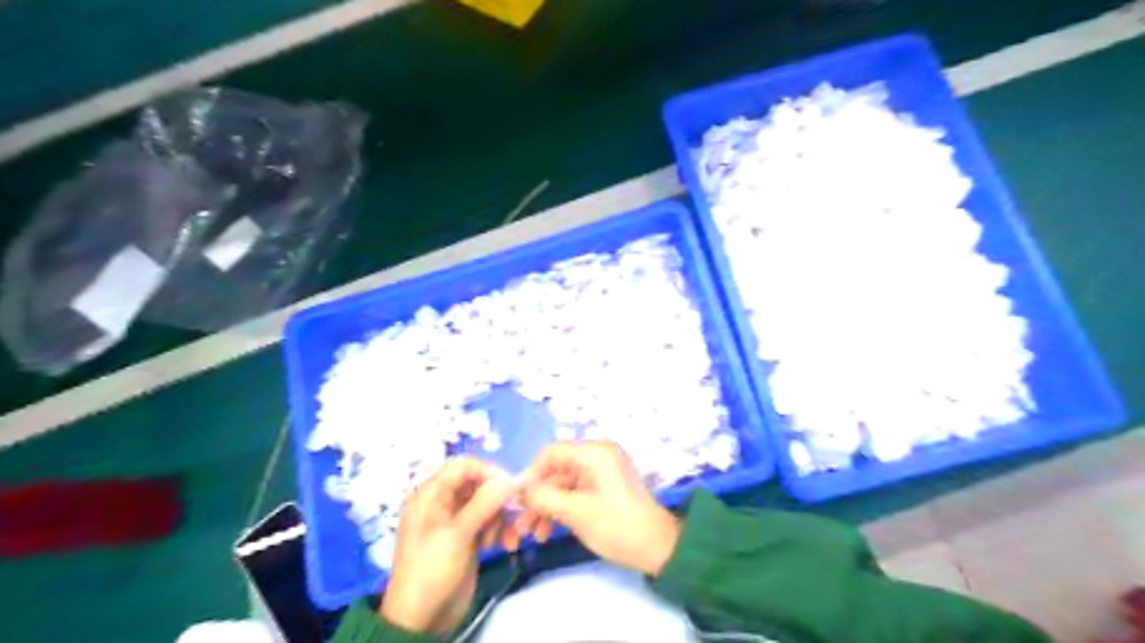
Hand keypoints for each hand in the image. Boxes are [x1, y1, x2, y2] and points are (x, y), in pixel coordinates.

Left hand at [381, 460, 517, 636]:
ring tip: (507, 538)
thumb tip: (509, 479)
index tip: (509, 485)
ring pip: (488, 504)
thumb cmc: (431, 570)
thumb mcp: (456, 535)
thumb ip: (483, 504)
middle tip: (516, 512)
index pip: (462, 467)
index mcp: (431, 495)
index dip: (487, 471)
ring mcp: (457, 521)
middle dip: (498, 498)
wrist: (421, 620)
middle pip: (478, 484)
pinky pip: (489, 522)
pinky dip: (500, 530)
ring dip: (502, 517)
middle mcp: (443, 503)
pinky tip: (504, 545)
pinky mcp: (468, 538)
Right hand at [516, 445, 676, 573]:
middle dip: (537, 497)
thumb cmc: (616, 525)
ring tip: (532, 535)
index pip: (552, 453)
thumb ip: (543, 497)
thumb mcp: (575, 512)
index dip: (530, 474)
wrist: (657, 547)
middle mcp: (597, 455)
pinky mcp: (604, 486)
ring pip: (563, 484)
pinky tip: (548, 531)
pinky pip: (575, 491)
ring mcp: (601, 471)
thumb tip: (518, 490)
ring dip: (547, 507)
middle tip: (521, 524)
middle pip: (556, 470)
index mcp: (593, 453)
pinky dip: (561, 508)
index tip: (516, 499)